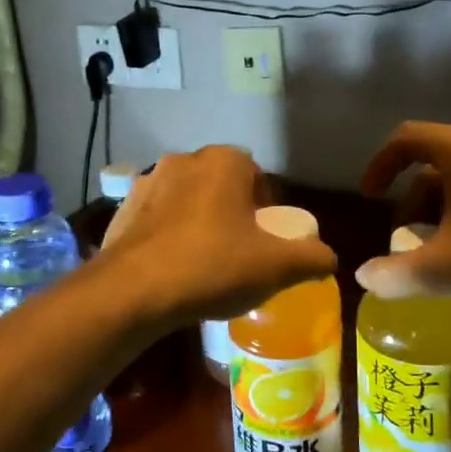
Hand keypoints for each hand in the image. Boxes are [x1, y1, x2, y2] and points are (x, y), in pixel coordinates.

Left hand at [100, 146, 336, 325]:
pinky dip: (168, 236)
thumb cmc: (212, 266)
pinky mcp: (121, 209)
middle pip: (220, 185)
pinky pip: (157, 218)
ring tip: (205, 263)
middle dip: (232, 213)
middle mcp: (183, 160)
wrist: (133, 291)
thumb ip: (312, 257)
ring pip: (186, 200)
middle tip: (240, 252)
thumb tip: (329, 257)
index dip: (267, 208)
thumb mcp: (276, 267)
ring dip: (198, 222)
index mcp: (223, 161)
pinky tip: (172, 268)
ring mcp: (147, 183)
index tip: (267, 241)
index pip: (257, 176)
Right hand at [356, 121, 450, 317]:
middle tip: (404, 238)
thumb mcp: (447, 270)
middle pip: (436, 163)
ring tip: (438, 251)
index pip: (407, 139)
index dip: (380, 165)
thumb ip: (398, 273)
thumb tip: (364, 277)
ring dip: (442, 210)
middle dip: (412, 200)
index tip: (370, 196)